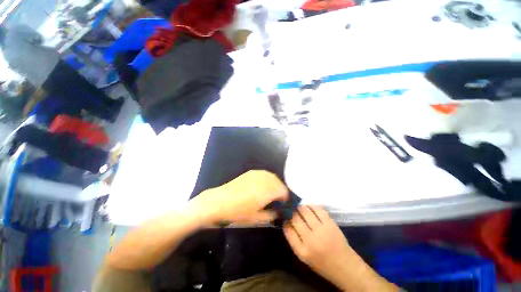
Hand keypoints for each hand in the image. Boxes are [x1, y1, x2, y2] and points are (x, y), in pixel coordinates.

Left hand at [191, 170, 288, 224]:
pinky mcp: (251, 173)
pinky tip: (261, 187)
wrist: (220, 201)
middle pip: (279, 183)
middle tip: (277, 201)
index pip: (284, 191)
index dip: (285, 199)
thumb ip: (272, 215)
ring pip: (272, 177)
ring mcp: (258, 174)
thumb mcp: (258, 218)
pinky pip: (264, 174)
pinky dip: (267, 180)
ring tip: (270, 194)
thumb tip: (279, 212)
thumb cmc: (239, 212)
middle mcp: (265, 178)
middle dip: (280, 191)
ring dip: (274, 185)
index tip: (283, 205)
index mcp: (269, 190)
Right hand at [284, 206, 397, 291]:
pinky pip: (317, 209)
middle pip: (295, 218)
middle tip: (291, 210)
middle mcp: (310, 240)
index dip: (285, 221)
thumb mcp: (304, 257)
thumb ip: (294, 240)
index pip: (288, 229)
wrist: (345, 266)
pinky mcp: (330, 224)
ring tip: (299, 207)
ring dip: (300, 207)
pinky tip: (309, 206)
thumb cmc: (322, 263)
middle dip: (291, 212)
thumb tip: (287, 222)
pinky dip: (311, 206)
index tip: (285, 217)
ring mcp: (321, 230)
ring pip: (305, 211)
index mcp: (302, 251)